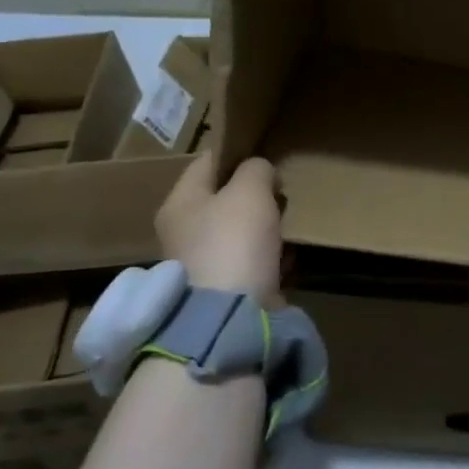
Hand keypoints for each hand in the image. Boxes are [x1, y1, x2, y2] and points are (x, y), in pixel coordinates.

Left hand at [154, 156, 284, 306]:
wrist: (231, 316)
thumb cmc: (234, 241)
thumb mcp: (249, 191)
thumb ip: (256, 170)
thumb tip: (260, 171)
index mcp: (179, 203)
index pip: (206, 163)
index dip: (235, 153)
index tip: (264, 151)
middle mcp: (183, 232)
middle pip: (223, 199)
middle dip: (254, 194)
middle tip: (281, 191)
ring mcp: (203, 264)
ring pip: (239, 231)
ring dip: (265, 226)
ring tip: (288, 223)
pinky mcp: (225, 290)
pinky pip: (252, 262)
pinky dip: (270, 258)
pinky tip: (287, 257)